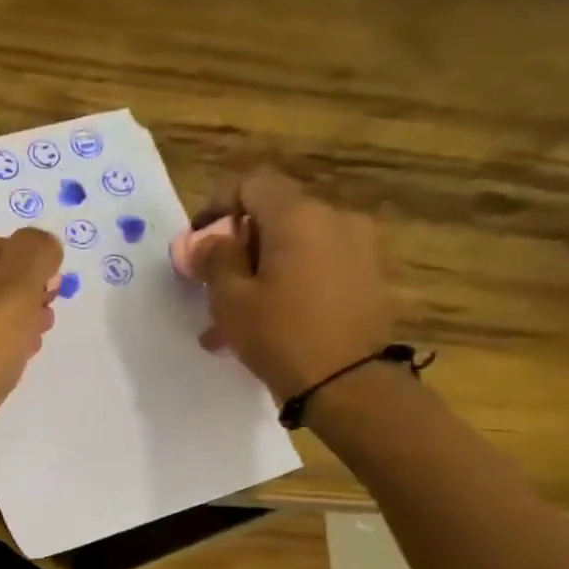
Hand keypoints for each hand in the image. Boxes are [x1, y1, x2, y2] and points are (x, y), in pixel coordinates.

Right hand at [197, 168, 393, 402]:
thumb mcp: (230, 300)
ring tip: (235, 316)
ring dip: (262, 270)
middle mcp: (335, 219)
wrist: (349, 384)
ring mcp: (359, 247)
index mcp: (299, 216)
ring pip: (295, 246)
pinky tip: (269, 322)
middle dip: (240, 244)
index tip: (198, 240)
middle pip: (276, 215)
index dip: (219, 204)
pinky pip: (318, 266)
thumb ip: (215, 260)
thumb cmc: (280, 336)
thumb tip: (208, 241)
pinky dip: (290, 283)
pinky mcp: (369, 276)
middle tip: (214, 284)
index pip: (253, 183)